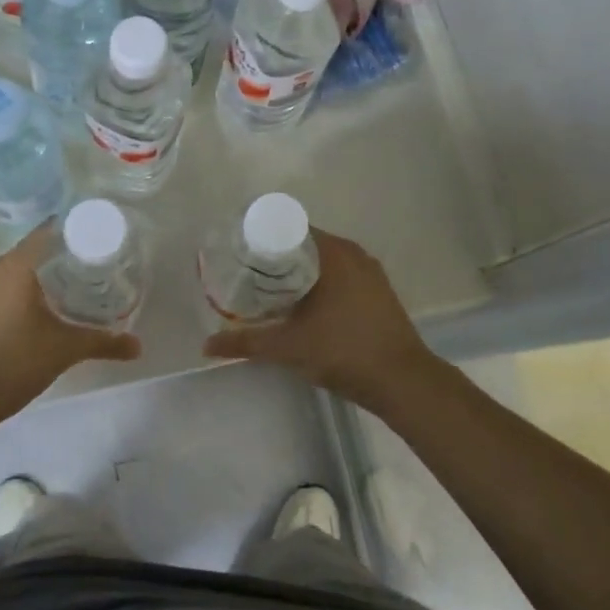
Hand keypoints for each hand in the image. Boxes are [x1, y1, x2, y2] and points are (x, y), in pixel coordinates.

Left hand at [0, 224, 139, 426]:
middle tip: (107, 259)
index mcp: (19, 264)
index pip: (54, 230)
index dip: (82, 229)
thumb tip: (138, 347)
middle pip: (43, 247)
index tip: (108, 235)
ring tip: (90, 280)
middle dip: (74, 252)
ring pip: (30, 268)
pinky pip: (18, 285)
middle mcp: (1, 268)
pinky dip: (40, 288)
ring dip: (56, 272)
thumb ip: (104, 342)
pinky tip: (61, 304)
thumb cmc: (14, 360)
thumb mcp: (65, 349)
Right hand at [202, 230, 430, 412]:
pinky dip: (319, 282)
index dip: (261, 237)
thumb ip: (246, 343)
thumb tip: (206, 345)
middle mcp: (352, 253)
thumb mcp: (288, 347)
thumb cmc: (344, 352)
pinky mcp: (378, 291)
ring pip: (323, 261)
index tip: (239, 251)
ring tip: (268, 288)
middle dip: (276, 256)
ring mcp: (369, 272)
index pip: (288, 228)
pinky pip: (340, 275)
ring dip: (298, 271)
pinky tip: (302, 303)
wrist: (403, 382)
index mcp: (332, 252)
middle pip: (304, 244)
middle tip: (246, 272)